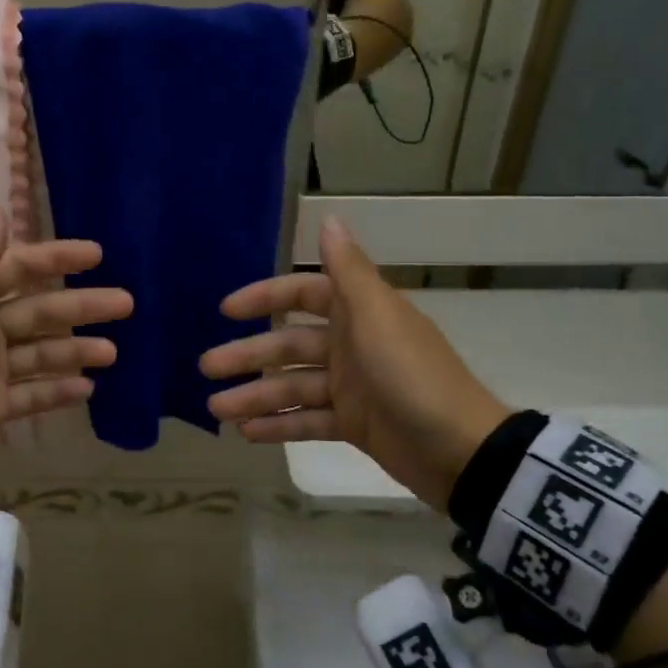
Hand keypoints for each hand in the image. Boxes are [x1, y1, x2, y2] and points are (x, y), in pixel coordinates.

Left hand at [0, 214, 131, 491]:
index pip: (18, 268)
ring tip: (112, 351)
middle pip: (39, 311)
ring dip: (76, 350)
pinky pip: (32, 394)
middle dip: (81, 306)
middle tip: (126, 303)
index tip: (97, 255)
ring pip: (42, 353)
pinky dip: (58, 390)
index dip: (55, 258)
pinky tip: (89, 388)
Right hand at [199, 216, 507, 509]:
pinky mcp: (353, 425)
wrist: (460, 450)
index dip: (264, 298)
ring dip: (255, 395)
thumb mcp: (377, 316)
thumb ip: (347, 270)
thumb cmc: (412, 375)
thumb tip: (328, 218)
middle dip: (247, 355)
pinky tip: (247, 433)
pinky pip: (307, 421)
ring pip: (291, 386)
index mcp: (357, 313)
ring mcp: (351, 387)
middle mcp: (350, 345)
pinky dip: (279, 425)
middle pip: (288, 345)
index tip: (227, 311)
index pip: (301, 295)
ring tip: (217, 410)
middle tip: (206, 367)